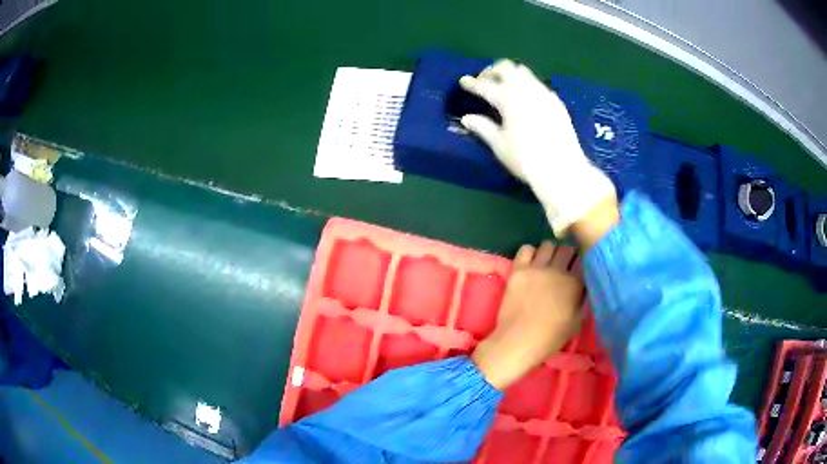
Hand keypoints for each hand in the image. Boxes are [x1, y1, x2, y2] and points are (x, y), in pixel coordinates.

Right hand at [459, 60, 616, 236]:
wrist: (563, 170)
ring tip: (504, 85)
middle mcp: (527, 91)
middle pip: (507, 69)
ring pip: (524, 73)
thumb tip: (467, 118)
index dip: (472, 83)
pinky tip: (525, 98)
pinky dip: (527, 84)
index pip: (486, 86)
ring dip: (511, 74)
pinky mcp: (556, 102)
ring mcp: (544, 94)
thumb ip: (483, 127)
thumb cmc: (526, 160)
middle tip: (485, 80)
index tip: (463, 81)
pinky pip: (538, 84)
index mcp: (509, 101)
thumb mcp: (500, 146)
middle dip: (493, 70)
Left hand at [472, 242, 584, 389]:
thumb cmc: (551, 337)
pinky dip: (530, 253)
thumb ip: (583, 298)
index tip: (579, 267)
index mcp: (575, 283)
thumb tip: (585, 282)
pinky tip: (531, 264)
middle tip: (563, 266)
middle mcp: (557, 270)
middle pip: (567, 248)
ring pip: (548, 245)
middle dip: (568, 255)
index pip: (583, 259)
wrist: (518, 342)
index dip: (581, 262)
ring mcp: (536, 268)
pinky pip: (526, 249)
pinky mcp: (518, 270)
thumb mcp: (577, 320)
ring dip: (550, 252)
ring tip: (547, 264)